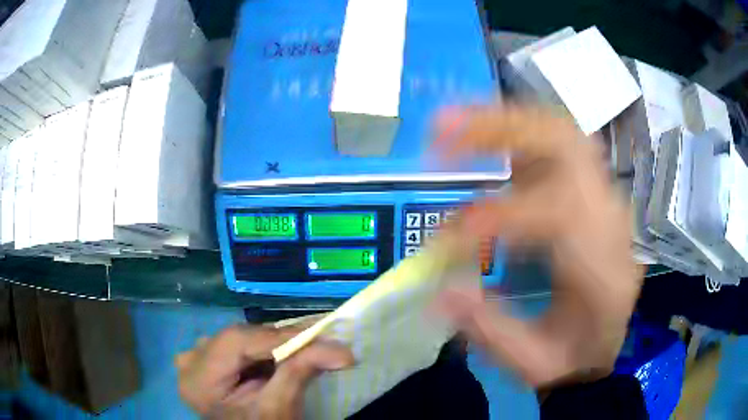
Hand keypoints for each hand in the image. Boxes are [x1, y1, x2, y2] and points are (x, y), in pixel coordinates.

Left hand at [176, 325, 352, 418]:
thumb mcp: (279, 408)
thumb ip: (299, 373)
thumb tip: (342, 350)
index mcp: (198, 378)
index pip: (236, 341)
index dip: (280, 336)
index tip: (321, 335)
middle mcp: (191, 361)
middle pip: (239, 338)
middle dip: (280, 341)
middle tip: (320, 341)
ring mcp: (197, 359)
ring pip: (241, 338)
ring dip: (275, 344)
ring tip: (307, 345)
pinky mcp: (208, 360)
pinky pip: (239, 346)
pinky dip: (264, 350)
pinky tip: (284, 354)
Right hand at [432, 104, 642, 386]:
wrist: (602, 350)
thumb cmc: (570, 360)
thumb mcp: (531, 361)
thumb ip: (489, 328)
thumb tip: (439, 290)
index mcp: (604, 271)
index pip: (558, 214)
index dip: (496, 216)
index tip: (444, 237)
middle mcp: (611, 221)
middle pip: (567, 145)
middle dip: (503, 130)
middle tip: (441, 131)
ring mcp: (605, 200)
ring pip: (562, 133)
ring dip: (506, 124)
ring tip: (453, 127)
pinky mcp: (591, 195)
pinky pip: (559, 147)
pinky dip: (519, 137)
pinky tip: (485, 144)